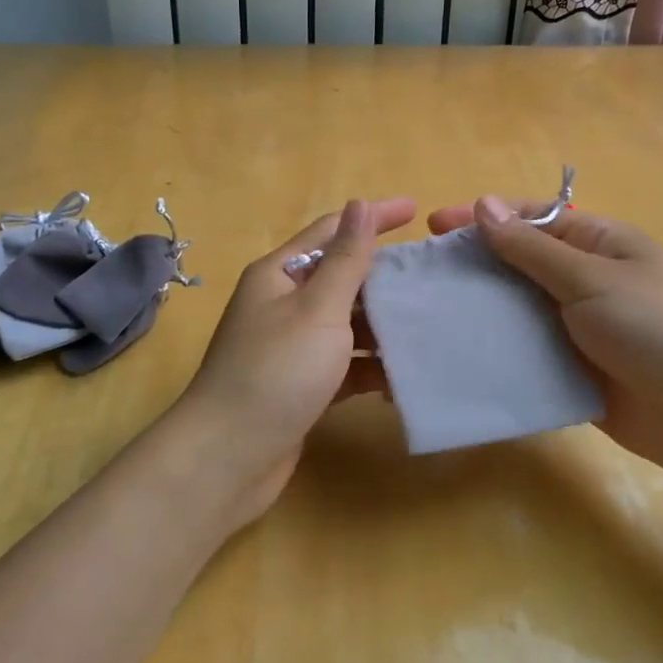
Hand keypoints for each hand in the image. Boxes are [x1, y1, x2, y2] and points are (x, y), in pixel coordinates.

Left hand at [171, 197, 415, 527]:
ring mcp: (291, 347)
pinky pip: (345, 365)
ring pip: (346, 324)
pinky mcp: (302, 386)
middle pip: (341, 278)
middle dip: (385, 277)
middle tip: (433, 277)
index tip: (416, 211)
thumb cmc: (275, 371)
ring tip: (429, 325)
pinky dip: (371, 367)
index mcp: (280, 274)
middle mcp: (283, 304)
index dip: (372, 217)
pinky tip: (403, 378)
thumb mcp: (318, 308)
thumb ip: (345, 259)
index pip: (332, 231)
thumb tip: (359, 204)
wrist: (228, 458)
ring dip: (382, 325)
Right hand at [426, 196, 662, 485]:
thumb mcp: (590, 279)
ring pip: (517, 309)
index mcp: (597, 244)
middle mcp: (584, 280)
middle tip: (424, 275)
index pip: (530, 219)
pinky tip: (458, 352)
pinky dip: (496, 349)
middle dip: (474, 265)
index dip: (483, 218)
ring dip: (480, 309)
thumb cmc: (655, 329)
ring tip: (430, 313)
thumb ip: (532, 247)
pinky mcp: (570, 369)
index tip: (434, 226)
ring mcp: (577, 327)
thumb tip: (485, 204)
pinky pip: (525, 350)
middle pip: (518, 263)